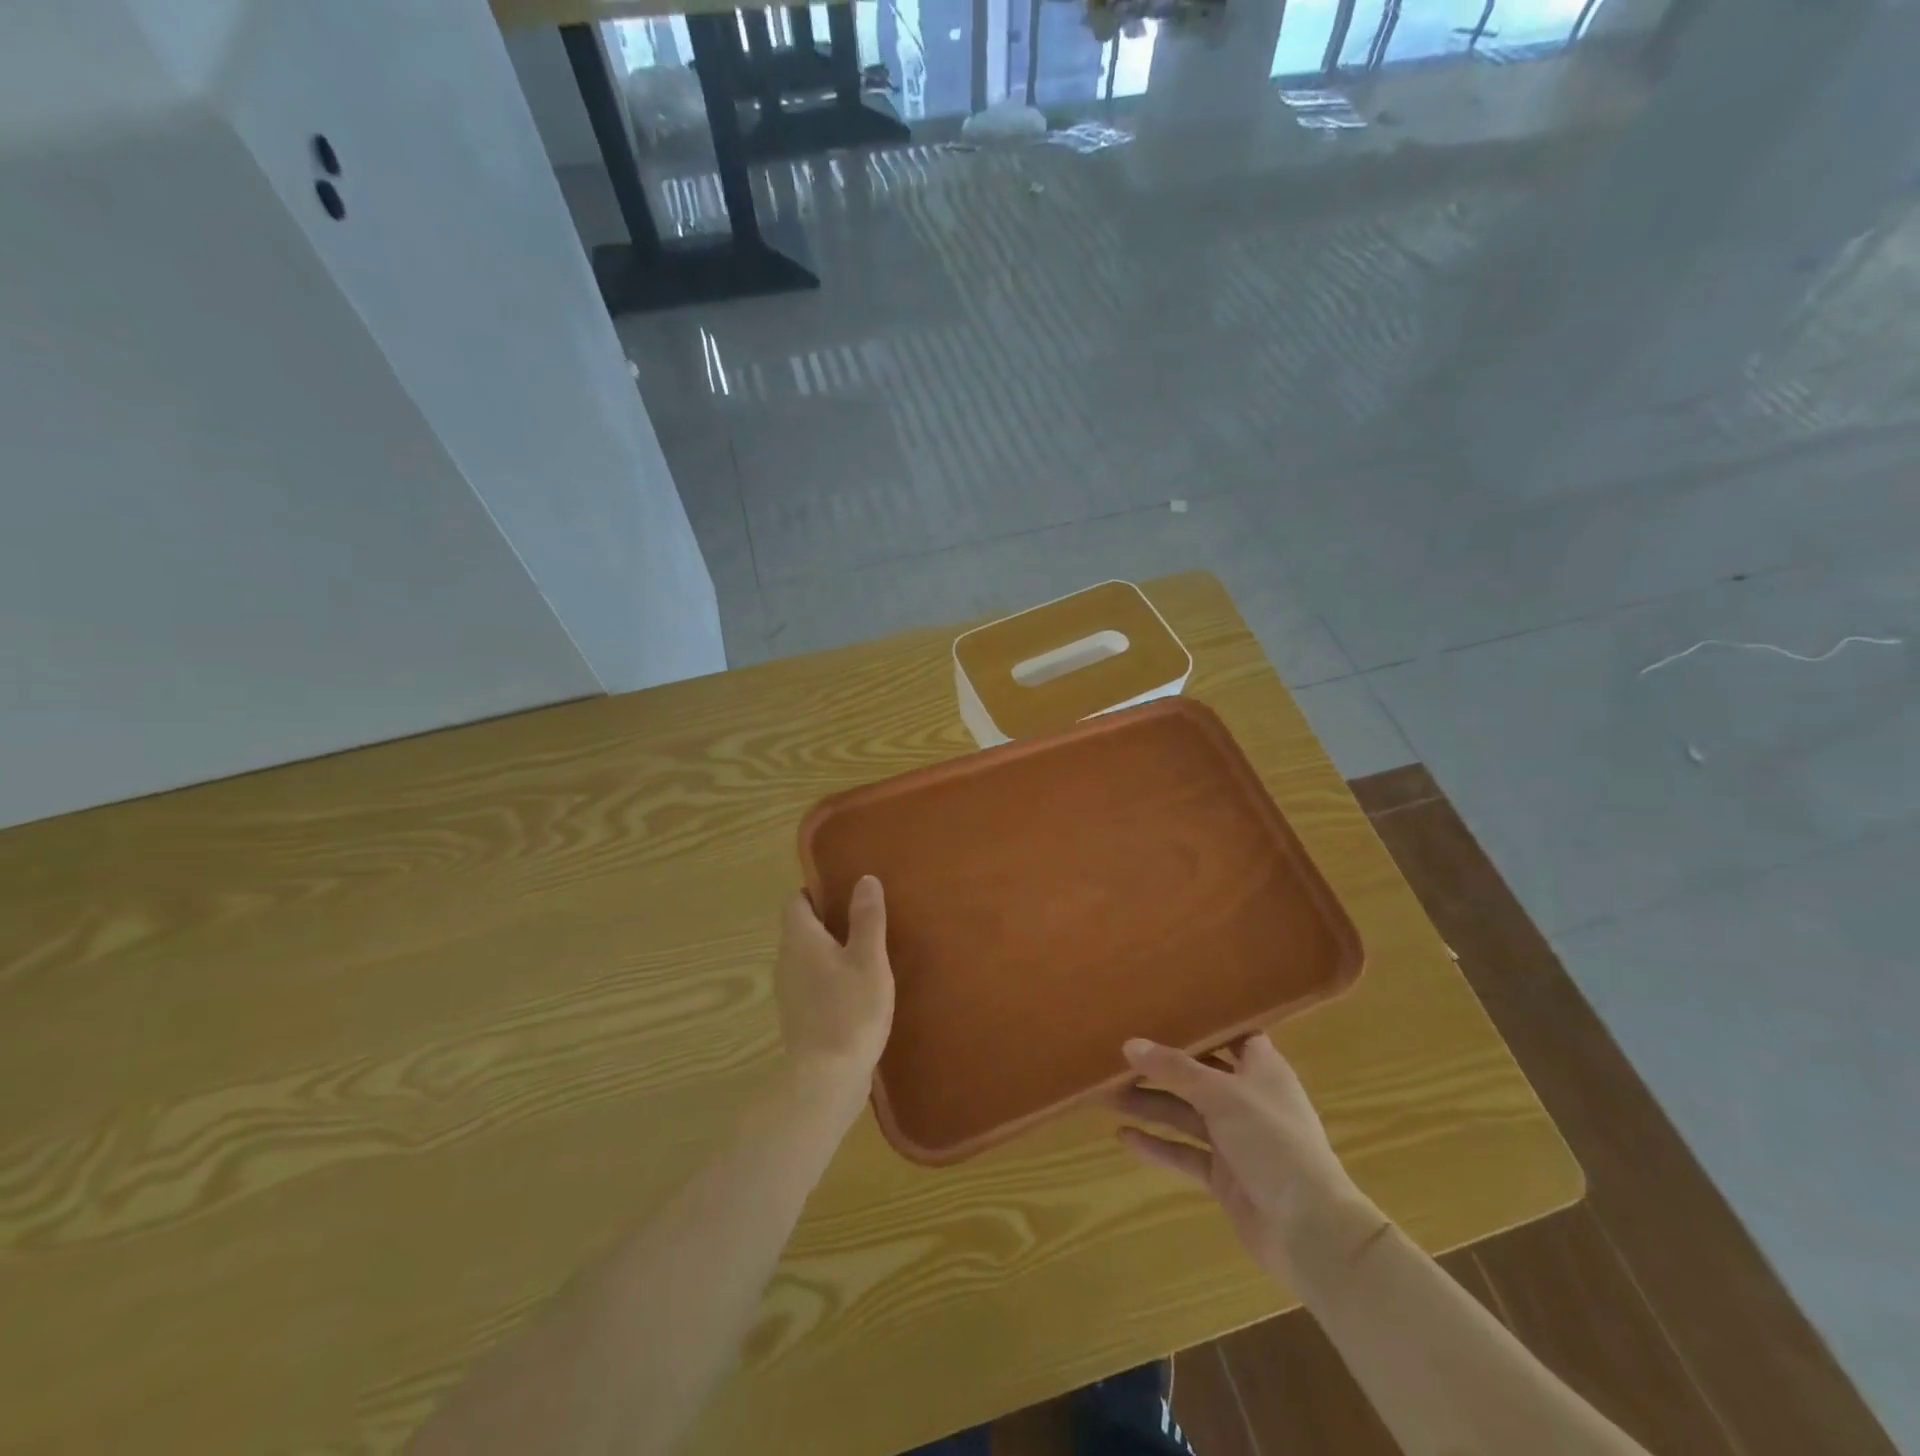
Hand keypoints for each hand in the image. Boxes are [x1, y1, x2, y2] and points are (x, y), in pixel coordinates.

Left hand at [774, 877, 894, 1103]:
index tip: (845, 891)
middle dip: (827, 920)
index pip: (796, 902)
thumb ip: (867, 918)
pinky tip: (856, 988)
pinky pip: (811, 983)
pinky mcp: (798, 1016)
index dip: (817, 892)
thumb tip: (865, 879)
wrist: (826, 1079)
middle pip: (801, 929)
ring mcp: (789, 991)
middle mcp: (786, 960)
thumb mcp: (869, 959)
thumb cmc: (850, 1010)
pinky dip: (829, 977)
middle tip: (863, 918)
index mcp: (800, 939)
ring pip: (806, 957)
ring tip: (865, 951)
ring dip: (829, 950)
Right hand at [1114, 1035, 1377, 1280]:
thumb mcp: (1222, 1095)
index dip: (1202, 1025)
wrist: (1310, 1230)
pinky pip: (1185, 1153)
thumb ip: (1175, 1069)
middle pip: (1198, 1076)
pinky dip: (1158, 1146)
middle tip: (1118, 1058)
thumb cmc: (1274, 1142)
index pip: (1231, 1036)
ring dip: (1151, 1106)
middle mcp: (1248, 1099)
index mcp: (1261, 1070)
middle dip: (1160, 1069)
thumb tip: (1130, 1044)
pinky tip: (1124, 1138)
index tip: (1164, 1011)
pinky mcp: (1224, 1176)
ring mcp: (1236, 1140)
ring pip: (1186, 1114)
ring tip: (1107, 1096)